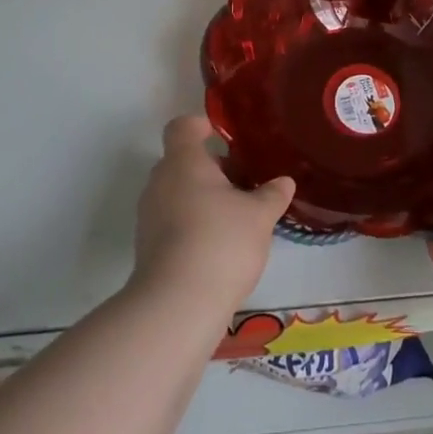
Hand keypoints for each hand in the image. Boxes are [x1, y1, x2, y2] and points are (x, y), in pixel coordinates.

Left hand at [132, 115, 294, 317]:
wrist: (176, 308)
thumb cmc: (220, 242)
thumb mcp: (259, 215)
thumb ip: (272, 194)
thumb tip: (284, 182)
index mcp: (183, 161)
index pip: (182, 127)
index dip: (202, 126)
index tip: (225, 137)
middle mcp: (160, 182)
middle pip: (182, 161)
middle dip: (212, 168)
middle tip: (243, 182)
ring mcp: (149, 217)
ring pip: (178, 193)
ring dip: (203, 198)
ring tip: (237, 217)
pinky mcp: (148, 249)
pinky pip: (172, 221)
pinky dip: (193, 225)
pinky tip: (220, 246)